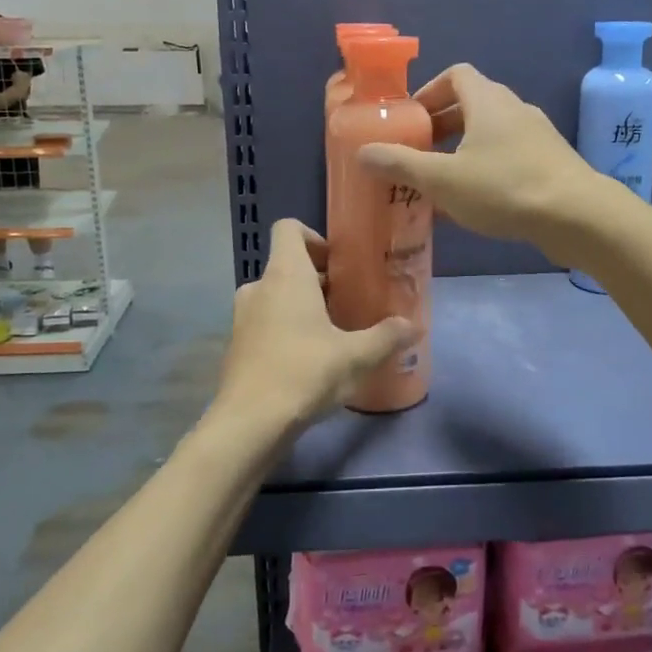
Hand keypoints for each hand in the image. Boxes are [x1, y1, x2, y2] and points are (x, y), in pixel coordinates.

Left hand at [210, 219, 417, 440]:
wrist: (250, 423)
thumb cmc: (305, 373)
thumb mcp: (356, 356)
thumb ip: (387, 337)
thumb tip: (414, 325)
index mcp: (286, 275)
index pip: (288, 229)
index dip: (313, 237)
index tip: (338, 262)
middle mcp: (259, 287)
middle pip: (286, 264)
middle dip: (317, 278)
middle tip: (347, 300)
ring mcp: (243, 317)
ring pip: (275, 295)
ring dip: (301, 305)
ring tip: (332, 331)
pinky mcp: (237, 346)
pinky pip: (264, 322)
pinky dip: (284, 329)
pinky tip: (309, 359)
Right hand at [357, 64, 606, 261]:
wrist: (577, 215)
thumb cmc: (504, 188)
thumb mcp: (443, 179)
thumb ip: (401, 164)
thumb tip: (363, 151)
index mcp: (488, 101)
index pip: (456, 75)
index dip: (429, 92)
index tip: (411, 120)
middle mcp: (515, 109)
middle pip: (472, 104)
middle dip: (442, 125)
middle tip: (419, 152)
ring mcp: (538, 135)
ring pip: (492, 133)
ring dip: (464, 149)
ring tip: (442, 181)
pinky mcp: (551, 162)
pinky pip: (510, 155)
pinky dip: (487, 168)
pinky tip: (475, 203)